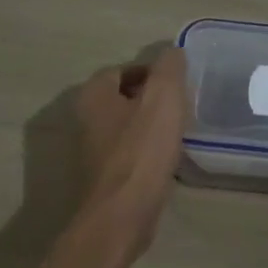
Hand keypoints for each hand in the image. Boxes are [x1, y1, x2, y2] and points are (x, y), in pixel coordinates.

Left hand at [74, 46, 189, 263]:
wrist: (121, 215)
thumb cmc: (141, 151)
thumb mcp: (163, 98)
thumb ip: (169, 68)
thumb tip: (172, 52)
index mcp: (94, 95)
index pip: (122, 70)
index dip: (151, 72)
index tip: (178, 84)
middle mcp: (85, 119)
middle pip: (123, 98)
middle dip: (151, 99)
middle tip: (181, 106)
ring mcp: (91, 151)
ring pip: (126, 127)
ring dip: (149, 127)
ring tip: (178, 132)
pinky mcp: (103, 177)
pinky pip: (128, 154)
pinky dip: (146, 152)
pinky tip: (166, 160)